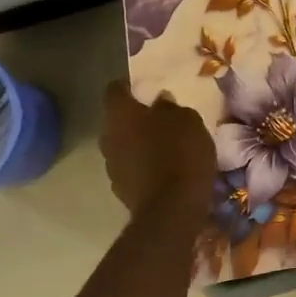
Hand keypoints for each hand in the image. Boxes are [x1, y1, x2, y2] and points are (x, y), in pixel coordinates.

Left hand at [101, 81, 215, 220]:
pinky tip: (164, 171)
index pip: (115, 89)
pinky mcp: (120, 190)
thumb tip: (160, 101)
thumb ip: (170, 107)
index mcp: (120, 114)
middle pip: (118, 120)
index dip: (130, 87)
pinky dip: (143, 167)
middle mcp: (107, 137)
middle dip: (136, 119)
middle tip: (160, 120)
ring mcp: (111, 166)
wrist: (173, 209)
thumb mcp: (188, 120)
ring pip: (123, 146)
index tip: (148, 90)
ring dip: (138, 144)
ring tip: (164, 148)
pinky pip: (131, 169)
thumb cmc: (181, 154)